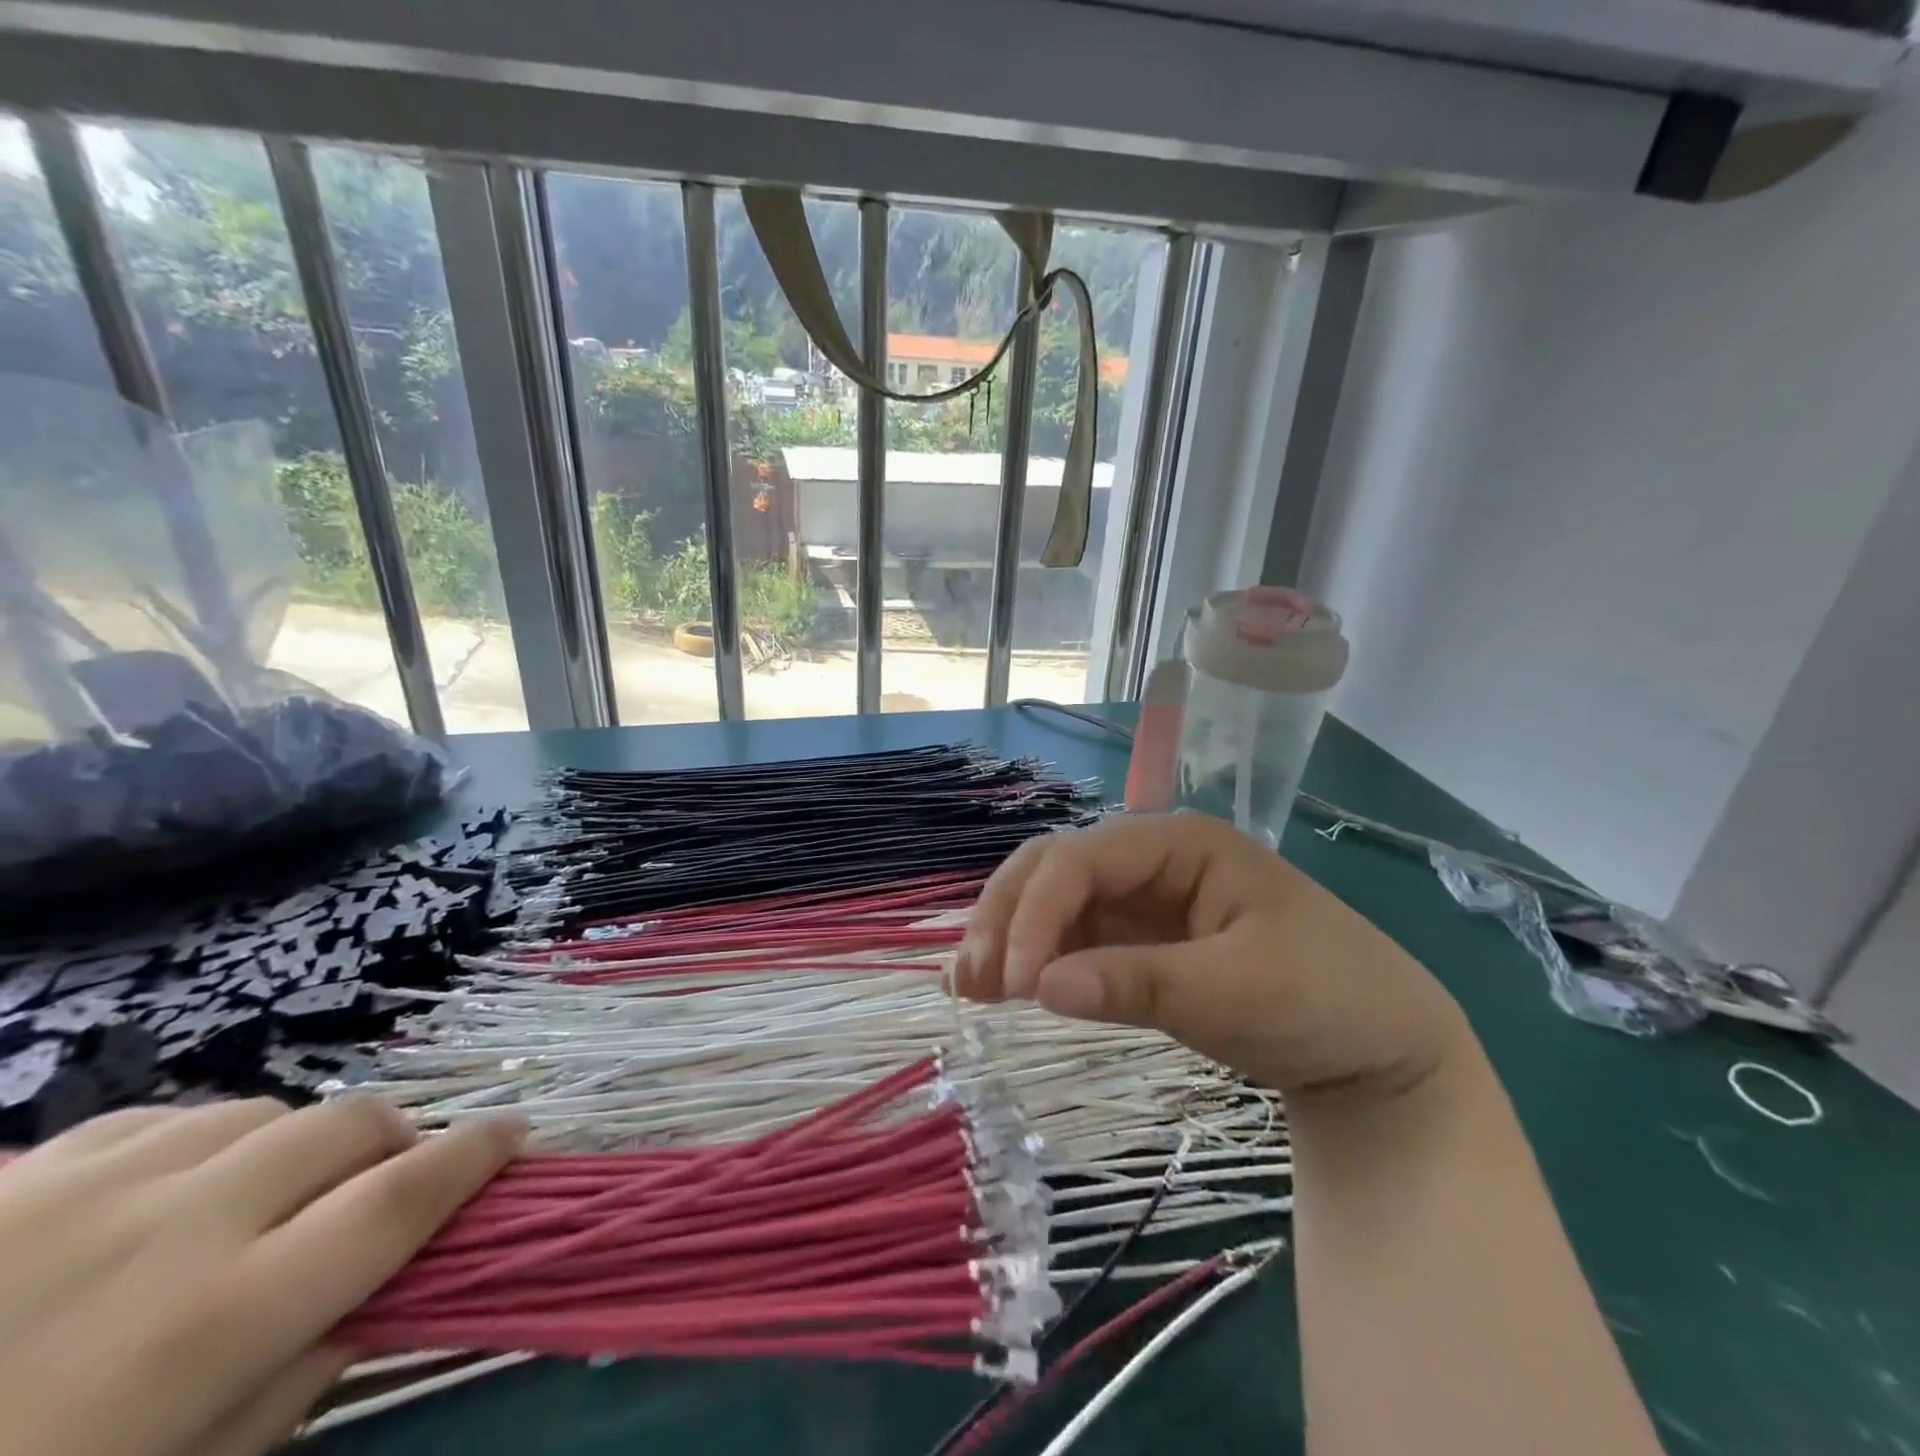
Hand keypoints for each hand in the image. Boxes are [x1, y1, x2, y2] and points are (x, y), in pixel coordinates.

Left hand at [0, 1096, 522, 1455]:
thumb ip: (290, 1385)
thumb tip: (377, 1293)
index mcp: (221, 1318)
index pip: (405, 1198)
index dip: (478, 1154)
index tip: (516, 1132)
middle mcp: (180, 1223)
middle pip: (350, 1125)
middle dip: (395, 1141)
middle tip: (386, 1179)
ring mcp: (89, 1184)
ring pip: (266, 1110)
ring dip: (295, 1145)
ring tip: (261, 1198)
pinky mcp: (17, 1173)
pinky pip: (165, 1118)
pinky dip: (204, 1142)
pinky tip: (164, 1195)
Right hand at [955, 813, 1470, 1097]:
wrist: (1379, 1048)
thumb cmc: (1327, 1000)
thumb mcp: (1240, 992)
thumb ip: (1139, 985)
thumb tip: (1038, 987)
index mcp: (1179, 843)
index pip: (1082, 860)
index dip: (1037, 913)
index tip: (1016, 984)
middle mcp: (1149, 859)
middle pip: (1053, 867)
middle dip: (1007, 915)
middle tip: (970, 980)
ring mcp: (1141, 898)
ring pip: (1052, 900)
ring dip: (1007, 935)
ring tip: (966, 987)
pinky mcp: (1137, 938)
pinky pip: (1071, 938)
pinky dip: (1032, 959)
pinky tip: (998, 987)